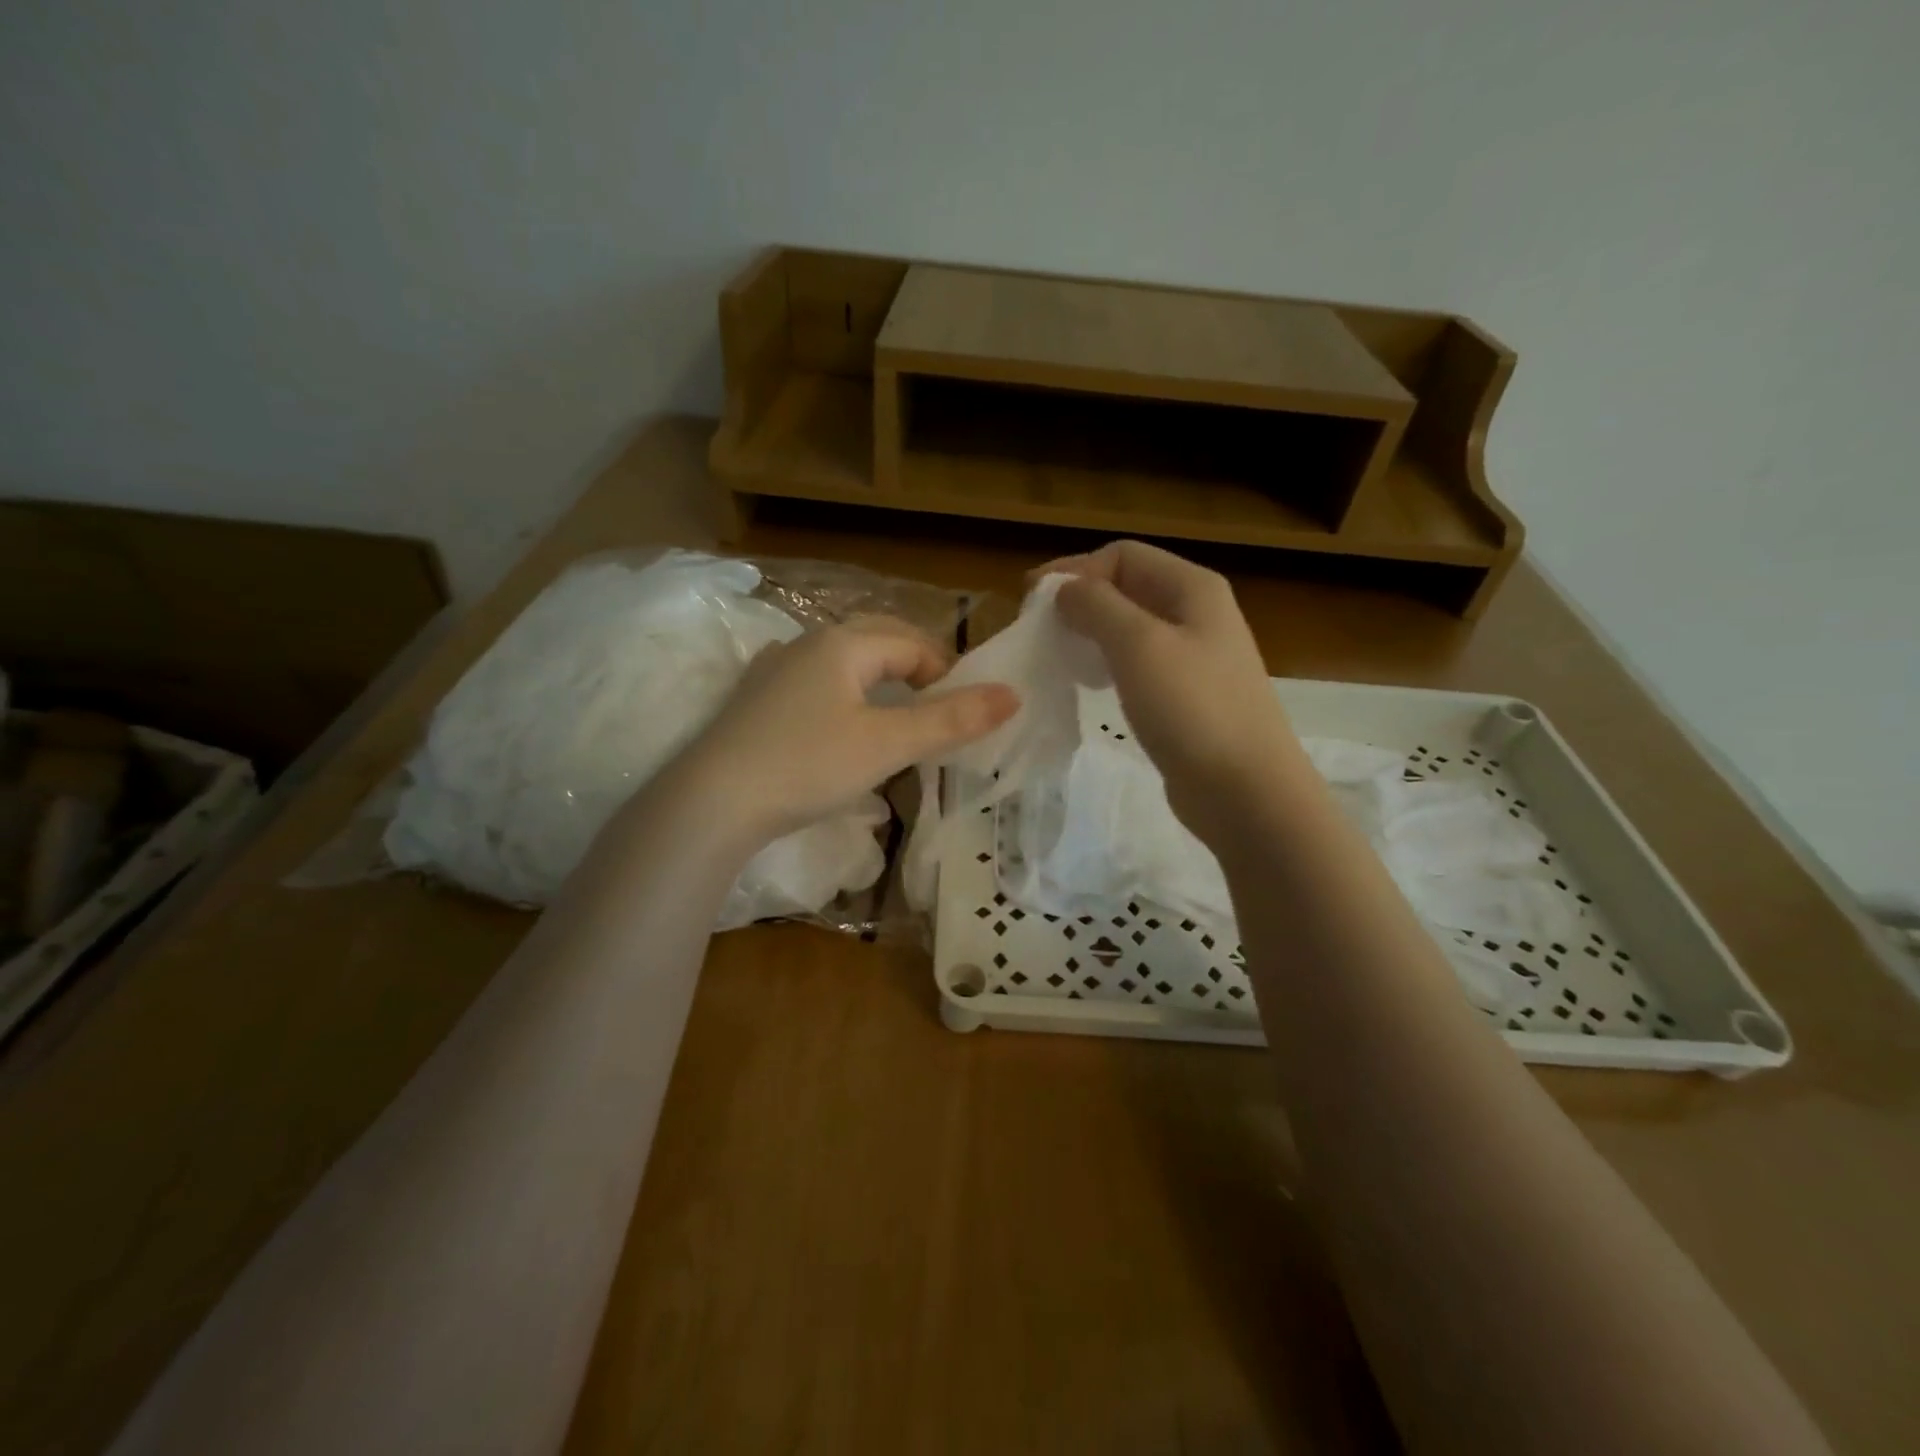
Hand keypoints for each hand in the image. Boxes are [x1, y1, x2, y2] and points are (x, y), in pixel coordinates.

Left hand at [670, 616, 1018, 848]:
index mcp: (843, 643)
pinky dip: (842, 694)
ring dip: (877, 679)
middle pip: (876, 640)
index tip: (964, 711)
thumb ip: (952, 720)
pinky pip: (814, 682)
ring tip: (895, 713)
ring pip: (842, 661)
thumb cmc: (808, 765)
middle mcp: (807, 643)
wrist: (712, 802)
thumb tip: (1013, 695)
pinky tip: (838, 722)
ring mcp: (774, 669)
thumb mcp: (888, 744)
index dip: (947, 672)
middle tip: (938, 705)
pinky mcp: (754, 699)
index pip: (913, 643)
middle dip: (914, 666)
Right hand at [1039, 541, 1308, 838]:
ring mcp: (1195, 656)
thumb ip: (1096, 606)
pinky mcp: (1186, 695)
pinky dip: (1107, 664)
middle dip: (1080, 601)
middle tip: (1040, 630)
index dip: (1075, 570)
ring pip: (1130, 628)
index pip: (1122, 555)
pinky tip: (1090, 685)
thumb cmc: (1192, 709)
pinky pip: (1138, 664)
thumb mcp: (1138, 645)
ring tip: (1059, 655)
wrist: (1246, 791)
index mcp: (1192, 588)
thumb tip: (1065, 590)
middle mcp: (1197, 613)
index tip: (1032, 601)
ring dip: (1090, 633)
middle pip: (1127, 588)